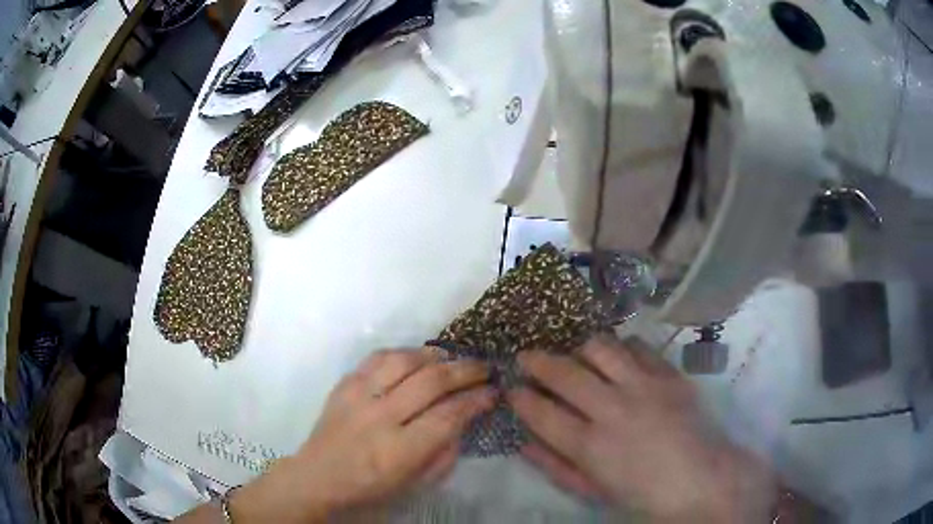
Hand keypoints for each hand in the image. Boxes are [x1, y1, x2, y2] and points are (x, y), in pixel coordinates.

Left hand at [229, 348, 494, 521]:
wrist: (316, 478)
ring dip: (433, 355)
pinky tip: (415, 357)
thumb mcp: (413, 486)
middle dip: (464, 371)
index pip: (448, 416)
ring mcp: (358, 397)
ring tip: (451, 357)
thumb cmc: (368, 490)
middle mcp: (380, 418)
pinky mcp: (344, 385)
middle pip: (431, 382)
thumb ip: (443, 456)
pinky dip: (401, 353)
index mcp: (399, 451)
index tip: (493, 392)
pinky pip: (376, 358)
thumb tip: (463, 422)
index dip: (476, 401)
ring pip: (403, 361)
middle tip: (484, 368)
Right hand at [508, 335, 775, 521]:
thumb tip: (522, 441)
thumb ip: (554, 465)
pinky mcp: (668, 374)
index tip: (511, 388)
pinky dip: (620, 347)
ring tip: (571, 351)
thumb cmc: (642, 492)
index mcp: (591, 445)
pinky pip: (637, 346)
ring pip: (600, 347)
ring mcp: (644, 386)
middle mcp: (613, 409)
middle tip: (525, 356)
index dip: (520, 396)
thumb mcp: (591, 489)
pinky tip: (616, 356)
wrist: (700, 478)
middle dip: (537, 360)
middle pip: (565, 372)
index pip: (541, 412)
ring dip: (578, 347)